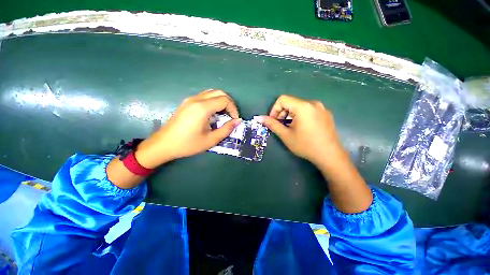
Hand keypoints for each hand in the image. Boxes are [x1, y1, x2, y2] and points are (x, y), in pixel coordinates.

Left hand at [135, 90, 240, 167]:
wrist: (163, 144)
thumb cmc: (188, 144)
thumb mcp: (211, 140)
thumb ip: (226, 129)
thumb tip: (238, 121)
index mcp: (202, 108)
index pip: (225, 100)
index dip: (233, 109)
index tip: (235, 119)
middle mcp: (196, 99)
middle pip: (219, 93)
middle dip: (229, 103)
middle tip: (231, 116)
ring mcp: (190, 99)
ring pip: (212, 93)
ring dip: (221, 101)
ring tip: (224, 114)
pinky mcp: (187, 102)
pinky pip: (205, 96)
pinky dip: (213, 101)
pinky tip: (213, 113)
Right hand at [258, 95, 342, 166]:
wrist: (330, 156)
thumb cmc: (306, 145)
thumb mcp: (286, 135)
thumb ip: (272, 124)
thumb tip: (259, 118)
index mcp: (303, 106)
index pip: (283, 99)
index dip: (274, 109)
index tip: (273, 121)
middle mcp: (313, 103)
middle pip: (291, 102)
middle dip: (282, 113)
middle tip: (281, 126)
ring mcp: (322, 108)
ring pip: (299, 106)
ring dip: (291, 115)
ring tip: (291, 128)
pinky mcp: (326, 114)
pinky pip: (308, 110)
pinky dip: (300, 116)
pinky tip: (302, 128)